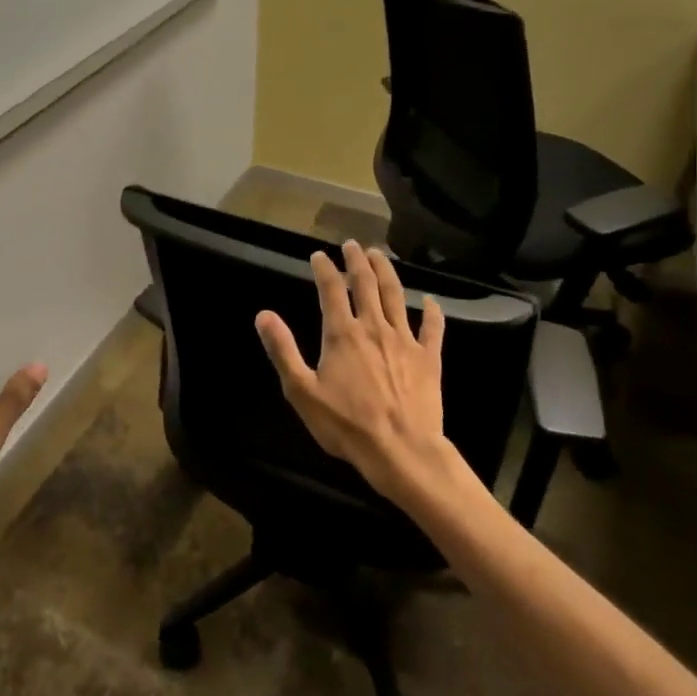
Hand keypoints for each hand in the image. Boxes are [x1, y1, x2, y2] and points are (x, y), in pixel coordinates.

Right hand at [254, 241, 457, 504]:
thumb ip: (283, 350)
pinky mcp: (429, 358)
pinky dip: (431, 311)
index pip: (331, 290)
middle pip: (366, 284)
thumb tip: (263, 315)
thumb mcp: (301, 391)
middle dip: (357, 260)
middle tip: (353, 244)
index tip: (319, 255)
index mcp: (342, 334)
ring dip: (387, 272)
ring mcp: (405, 341)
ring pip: (396, 296)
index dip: (324, 268)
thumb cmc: (346, 424)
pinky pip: (432, 328)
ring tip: (380, 255)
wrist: (401, 450)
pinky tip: (429, 301)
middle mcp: (374, 327)